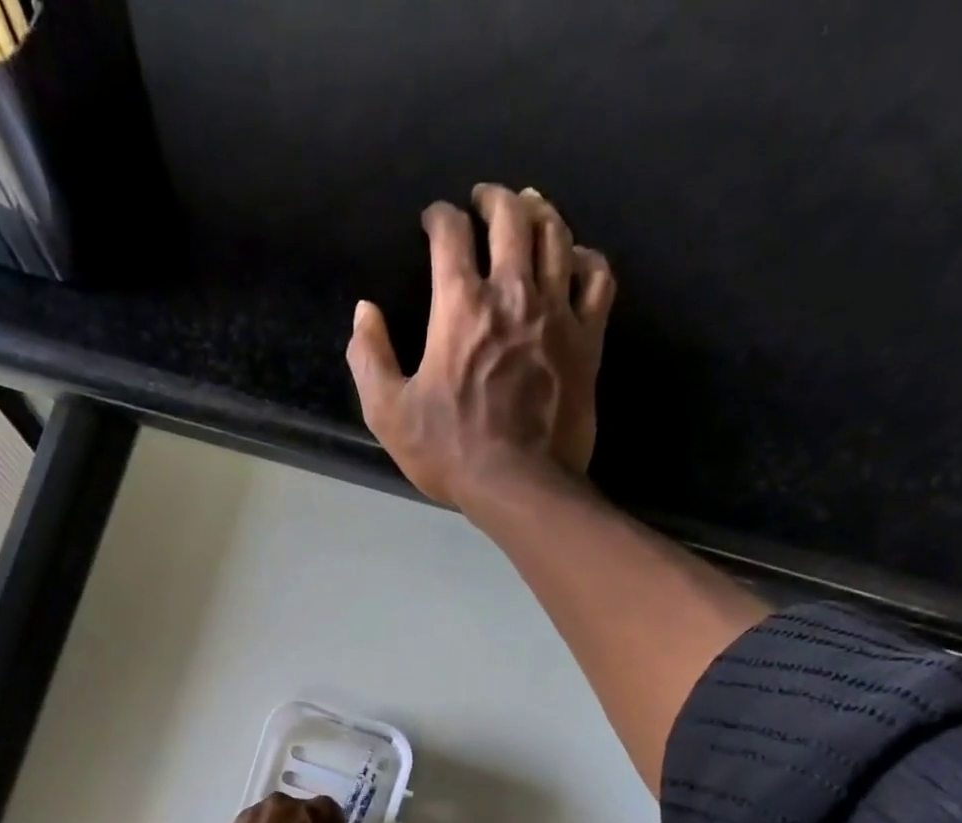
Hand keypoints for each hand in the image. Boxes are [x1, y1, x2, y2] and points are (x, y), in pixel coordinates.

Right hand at [347, 184, 616, 510]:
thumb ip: (370, 358)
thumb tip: (364, 312)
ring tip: (529, 208)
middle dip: (493, 198)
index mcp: (461, 306)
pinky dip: (585, 257)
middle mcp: (513, 293)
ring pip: (557, 235)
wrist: (519, 484)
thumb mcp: (389, 414)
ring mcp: (557, 313)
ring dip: (540, 212)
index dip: (440, 217)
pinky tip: (575, 258)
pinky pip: (597, 278)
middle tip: (483, 199)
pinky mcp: (587, 338)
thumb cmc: (451, 452)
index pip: (451, 235)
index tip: (433, 219)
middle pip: (511, 217)